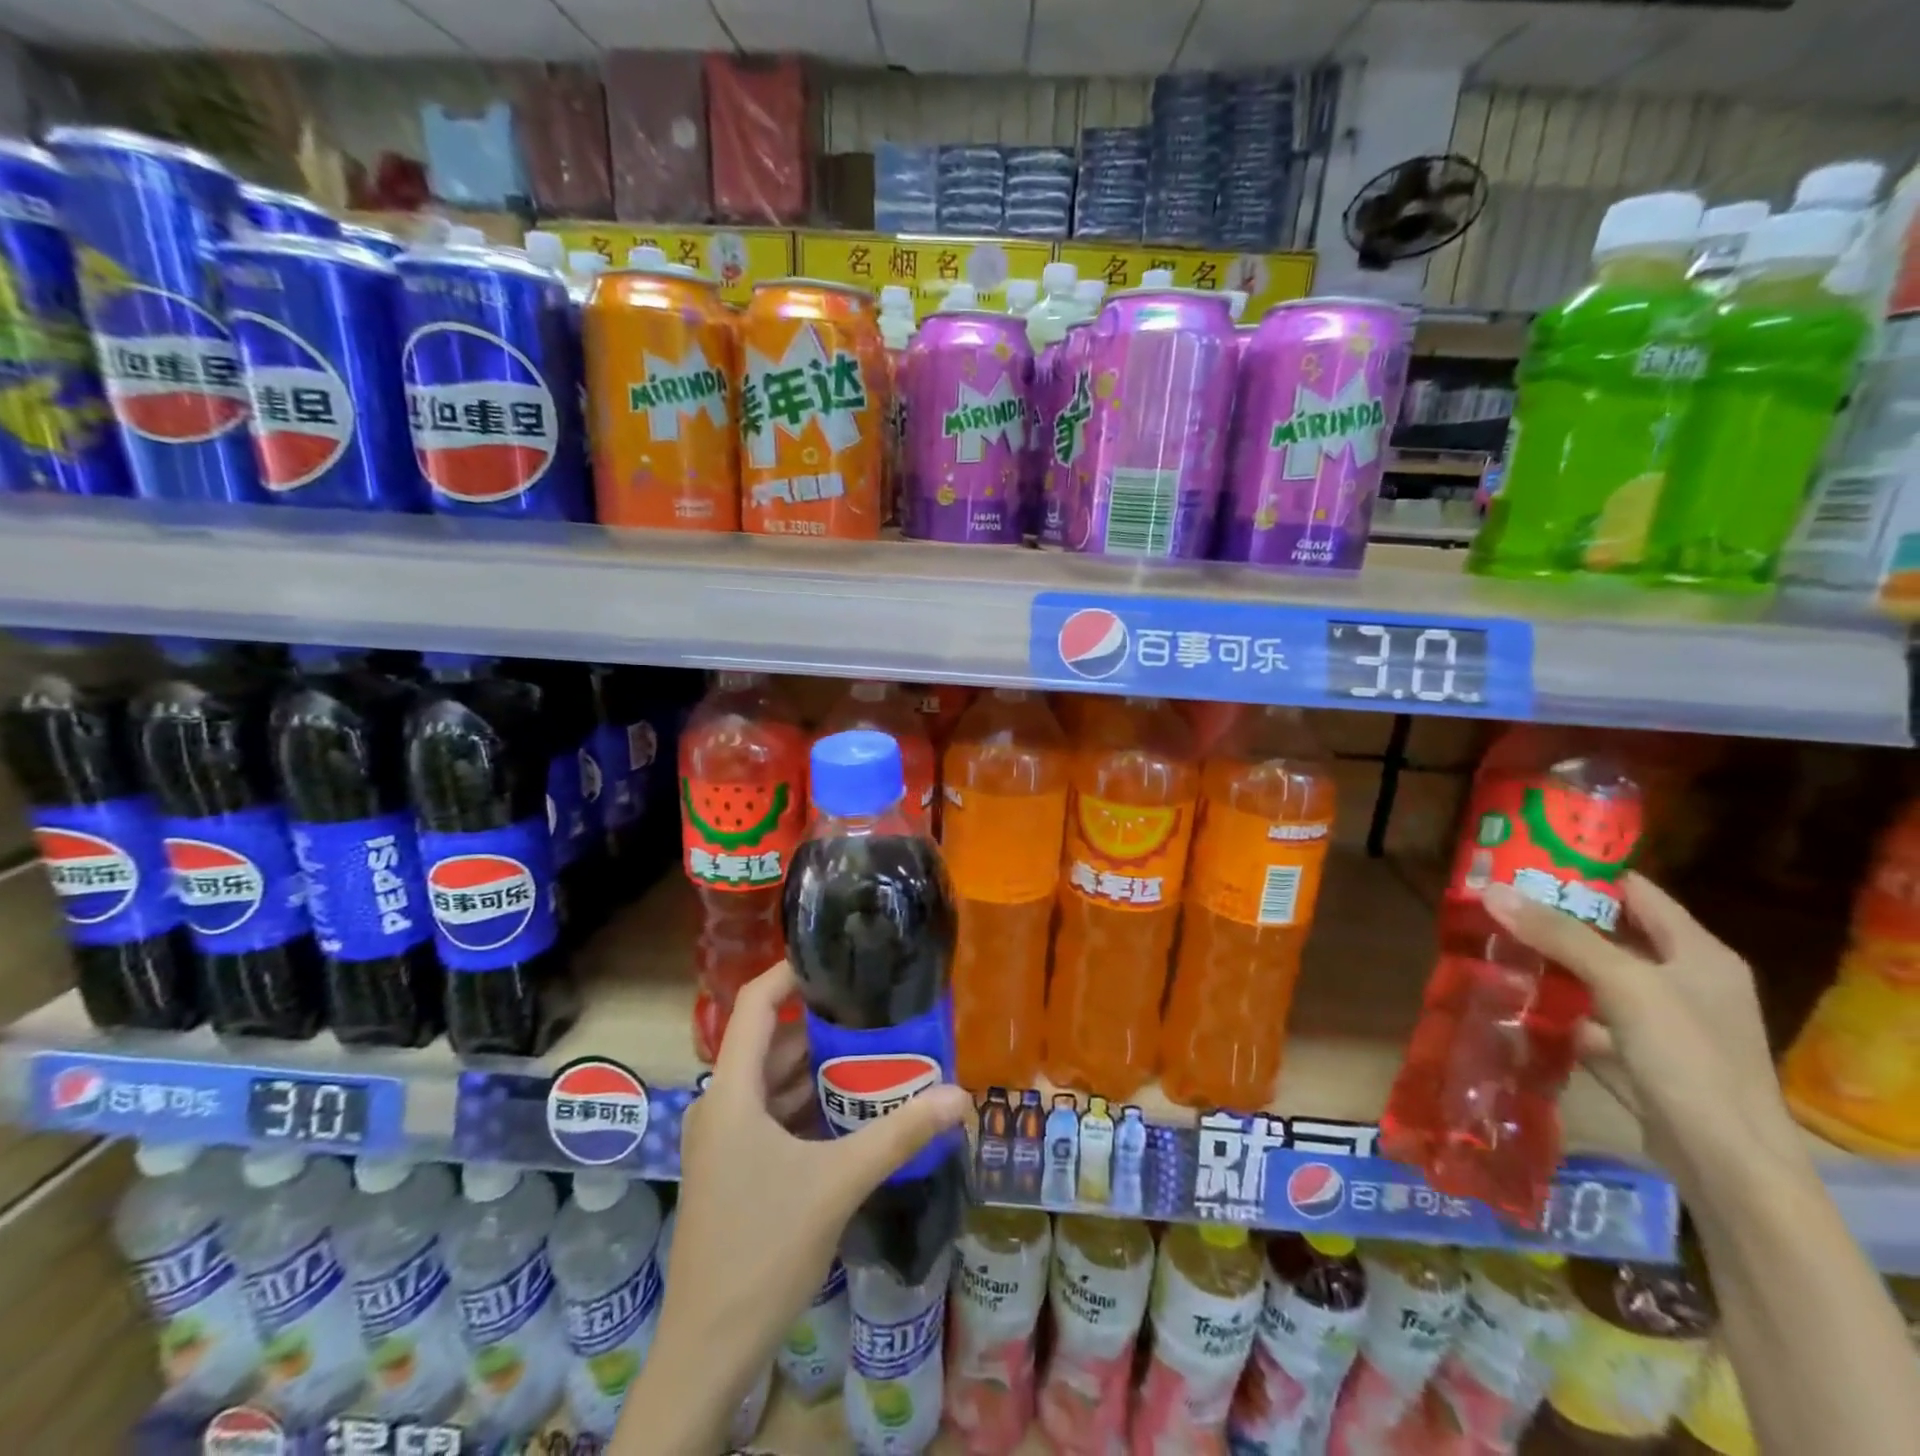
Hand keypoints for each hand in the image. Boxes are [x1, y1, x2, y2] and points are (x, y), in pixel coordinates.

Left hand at [616, 961, 968, 1453]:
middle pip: (770, 1042)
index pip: (754, 1004)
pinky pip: (772, 1115)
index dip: (790, 972)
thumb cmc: (762, 1250)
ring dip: (818, 1068)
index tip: (837, 958)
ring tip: (875, 1053)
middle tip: (876, 1012)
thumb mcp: (836, 1185)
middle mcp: (721, 1105)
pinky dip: (808, 1104)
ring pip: (773, 1081)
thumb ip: (897, 1135)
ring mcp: (724, 1140)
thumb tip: (960, 1096)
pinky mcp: (733, 1167)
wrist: (707, 1351)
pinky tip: (852, 1110)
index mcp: (731, 1093)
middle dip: (821, 1025)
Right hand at [1481, 872, 1807, 1193]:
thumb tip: (1493, 890)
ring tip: (1493, 942)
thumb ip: (1560, 935)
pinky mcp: (1643, 1055)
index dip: (1586, 871)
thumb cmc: (1689, 1057)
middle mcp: (1686, 980)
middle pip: (1612, 933)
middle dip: (1554, 917)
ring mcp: (1665, 1021)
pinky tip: (1514, 998)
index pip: (1637, 892)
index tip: (1527, 858)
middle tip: (1496, 898)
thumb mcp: (1624, 984)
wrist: (1728, 1163)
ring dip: (1550, 962)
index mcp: (1699, 952)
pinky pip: (1590, 1016)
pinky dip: (1556, 1007)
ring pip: (1596, 976)